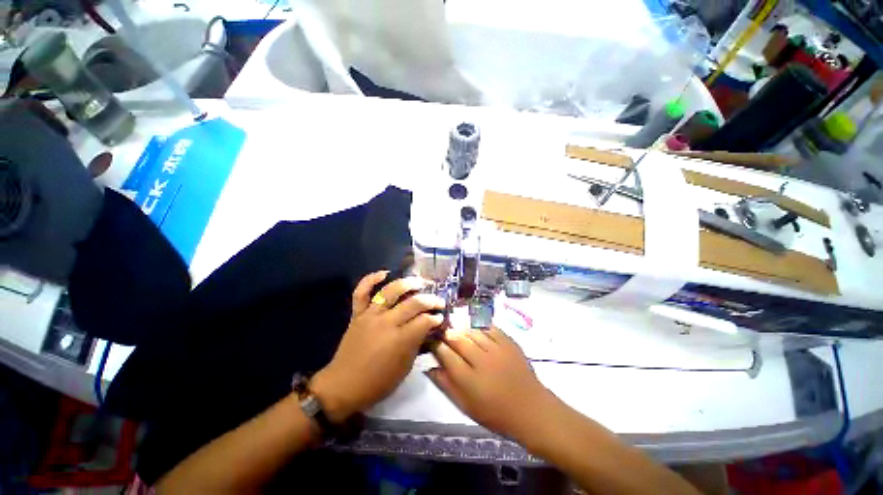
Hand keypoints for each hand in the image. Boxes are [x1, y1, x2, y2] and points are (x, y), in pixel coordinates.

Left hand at [311, 271, 444, 422]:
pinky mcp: (357, 314)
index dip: (435, 318)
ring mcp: (370, 315)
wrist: (342, 386)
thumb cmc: (377, 382)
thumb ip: (417, 344)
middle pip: (413, 303)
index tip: (441, 318)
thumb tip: (427, 328)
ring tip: (419, 282)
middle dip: (430, 300)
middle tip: (438, 301)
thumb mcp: (404, 368)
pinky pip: (361, 292)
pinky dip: (371, 279)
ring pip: (391, 291)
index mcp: (400, 340)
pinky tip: (384, 273)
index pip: (424, 321)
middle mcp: (386, 323)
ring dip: (408, 283)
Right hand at [427, 326, 555, 440]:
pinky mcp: (509, 342)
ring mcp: (497, 349)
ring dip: (462, 330)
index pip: (447, 355)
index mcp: (469, 380)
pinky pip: (490, 328)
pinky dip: (480, 328)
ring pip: (473, 332)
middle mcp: (482, 361)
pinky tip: (476, 330)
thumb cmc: (495, 413)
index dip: (437, 346)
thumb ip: (446, 385)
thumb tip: (430, 368)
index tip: (433, 342)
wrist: (530, 409)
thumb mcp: (466, 406)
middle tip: (444, 334)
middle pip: (458, 340)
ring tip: (459, 332)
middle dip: (448, 334)